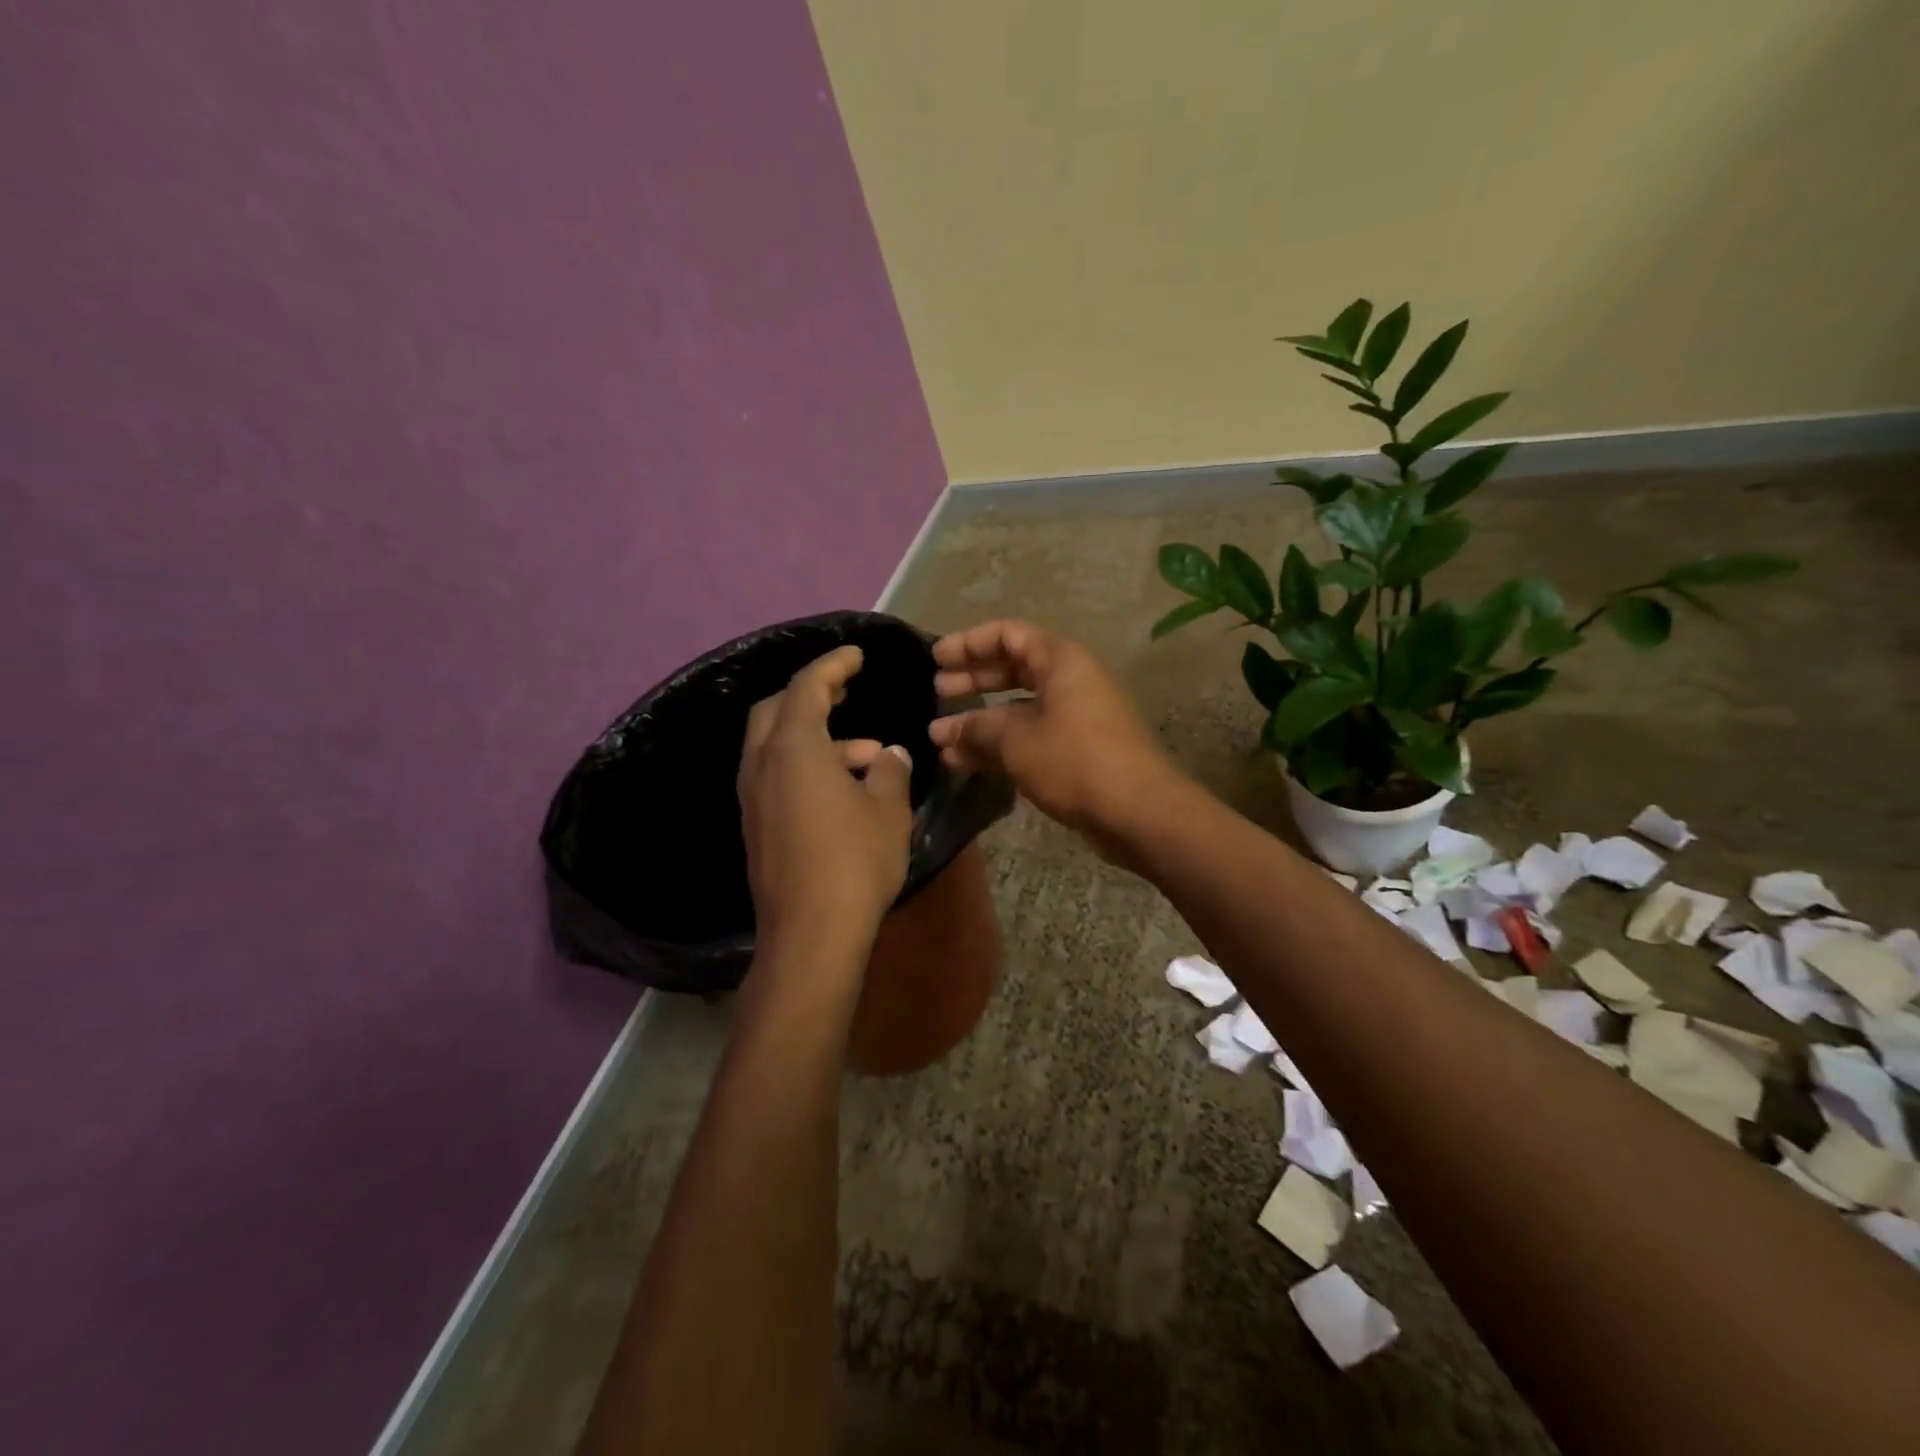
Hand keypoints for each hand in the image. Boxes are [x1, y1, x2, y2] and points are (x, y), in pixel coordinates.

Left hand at [737, 646, 913, 952]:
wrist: (810, 933)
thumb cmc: (855, 860)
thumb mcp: (887, 808)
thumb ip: (890, 770)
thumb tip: (890, 755)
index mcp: (793, 747)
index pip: (807, 686)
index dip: (833, 664)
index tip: (857, 654)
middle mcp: (762, 765)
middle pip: (778, 710)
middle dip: (812, 694)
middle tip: (846, 693)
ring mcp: (752, 798)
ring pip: (777, 747)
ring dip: (819, 740)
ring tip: (870, 758)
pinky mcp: (755, 826)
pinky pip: (776, 776)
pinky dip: (806, 767)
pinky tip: (845, 792)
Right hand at [928, 621, 1181, 860]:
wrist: (1138, 811)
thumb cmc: (1074, 760)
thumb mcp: (1016, 740)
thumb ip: (975, 729)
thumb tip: (941, 731)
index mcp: (1060, 660)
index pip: (1007, 635)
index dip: (969, 643)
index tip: (935, 659)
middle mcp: (1069, 681)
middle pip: (1013, 669)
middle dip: (973, 680)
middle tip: (937, 691)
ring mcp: (1075, 717)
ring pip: (1018, 708)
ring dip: (981, 721)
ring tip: (941, 738)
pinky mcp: (1076, 750)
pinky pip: (1030, 736)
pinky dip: (1000, 745)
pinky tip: (965, 762)